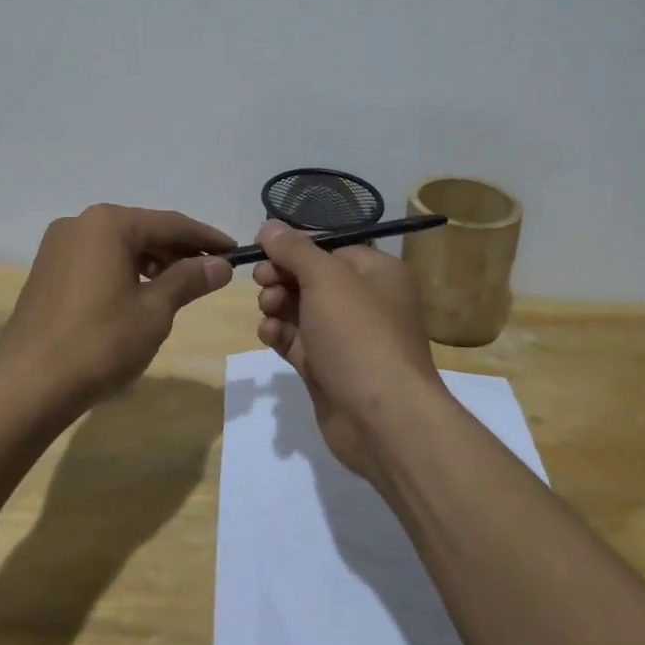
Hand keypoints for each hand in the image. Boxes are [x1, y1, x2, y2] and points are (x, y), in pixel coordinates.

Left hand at [0, 204, 234, 404]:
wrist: (26, 384)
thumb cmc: (98, 342)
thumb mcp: (154, 311)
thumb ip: (189, 279)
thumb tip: (220, 264)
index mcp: (108, 223)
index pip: (170, 223)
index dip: (206, 238)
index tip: (236, 251)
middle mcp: (81, 223)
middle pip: (143, 230)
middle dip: (179, 250)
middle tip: (214, 271)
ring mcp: (59, 246)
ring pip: (119, 245)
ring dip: (153, 261)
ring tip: (182, 286)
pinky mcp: (48, 270)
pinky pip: (98, 260)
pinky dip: (125, 271)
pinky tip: (141, 294)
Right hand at [255, 221, 445, 479]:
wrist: (382, 418)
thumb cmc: (359, 334)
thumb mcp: (325, 278)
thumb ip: (294, 249)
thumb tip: (269, 226)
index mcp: (377, 272)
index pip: (329, 248)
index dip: (295, 248)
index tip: (264, 252)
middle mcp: (365, 301)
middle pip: (311, 278)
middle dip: (282, 277)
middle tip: (262, 282)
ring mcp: (346, 338)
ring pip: (300, 309)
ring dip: (277, 304)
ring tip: (268, 310)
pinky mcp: (328, 368)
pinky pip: (297, 341)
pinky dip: (280, 334)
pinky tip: (269, 335)